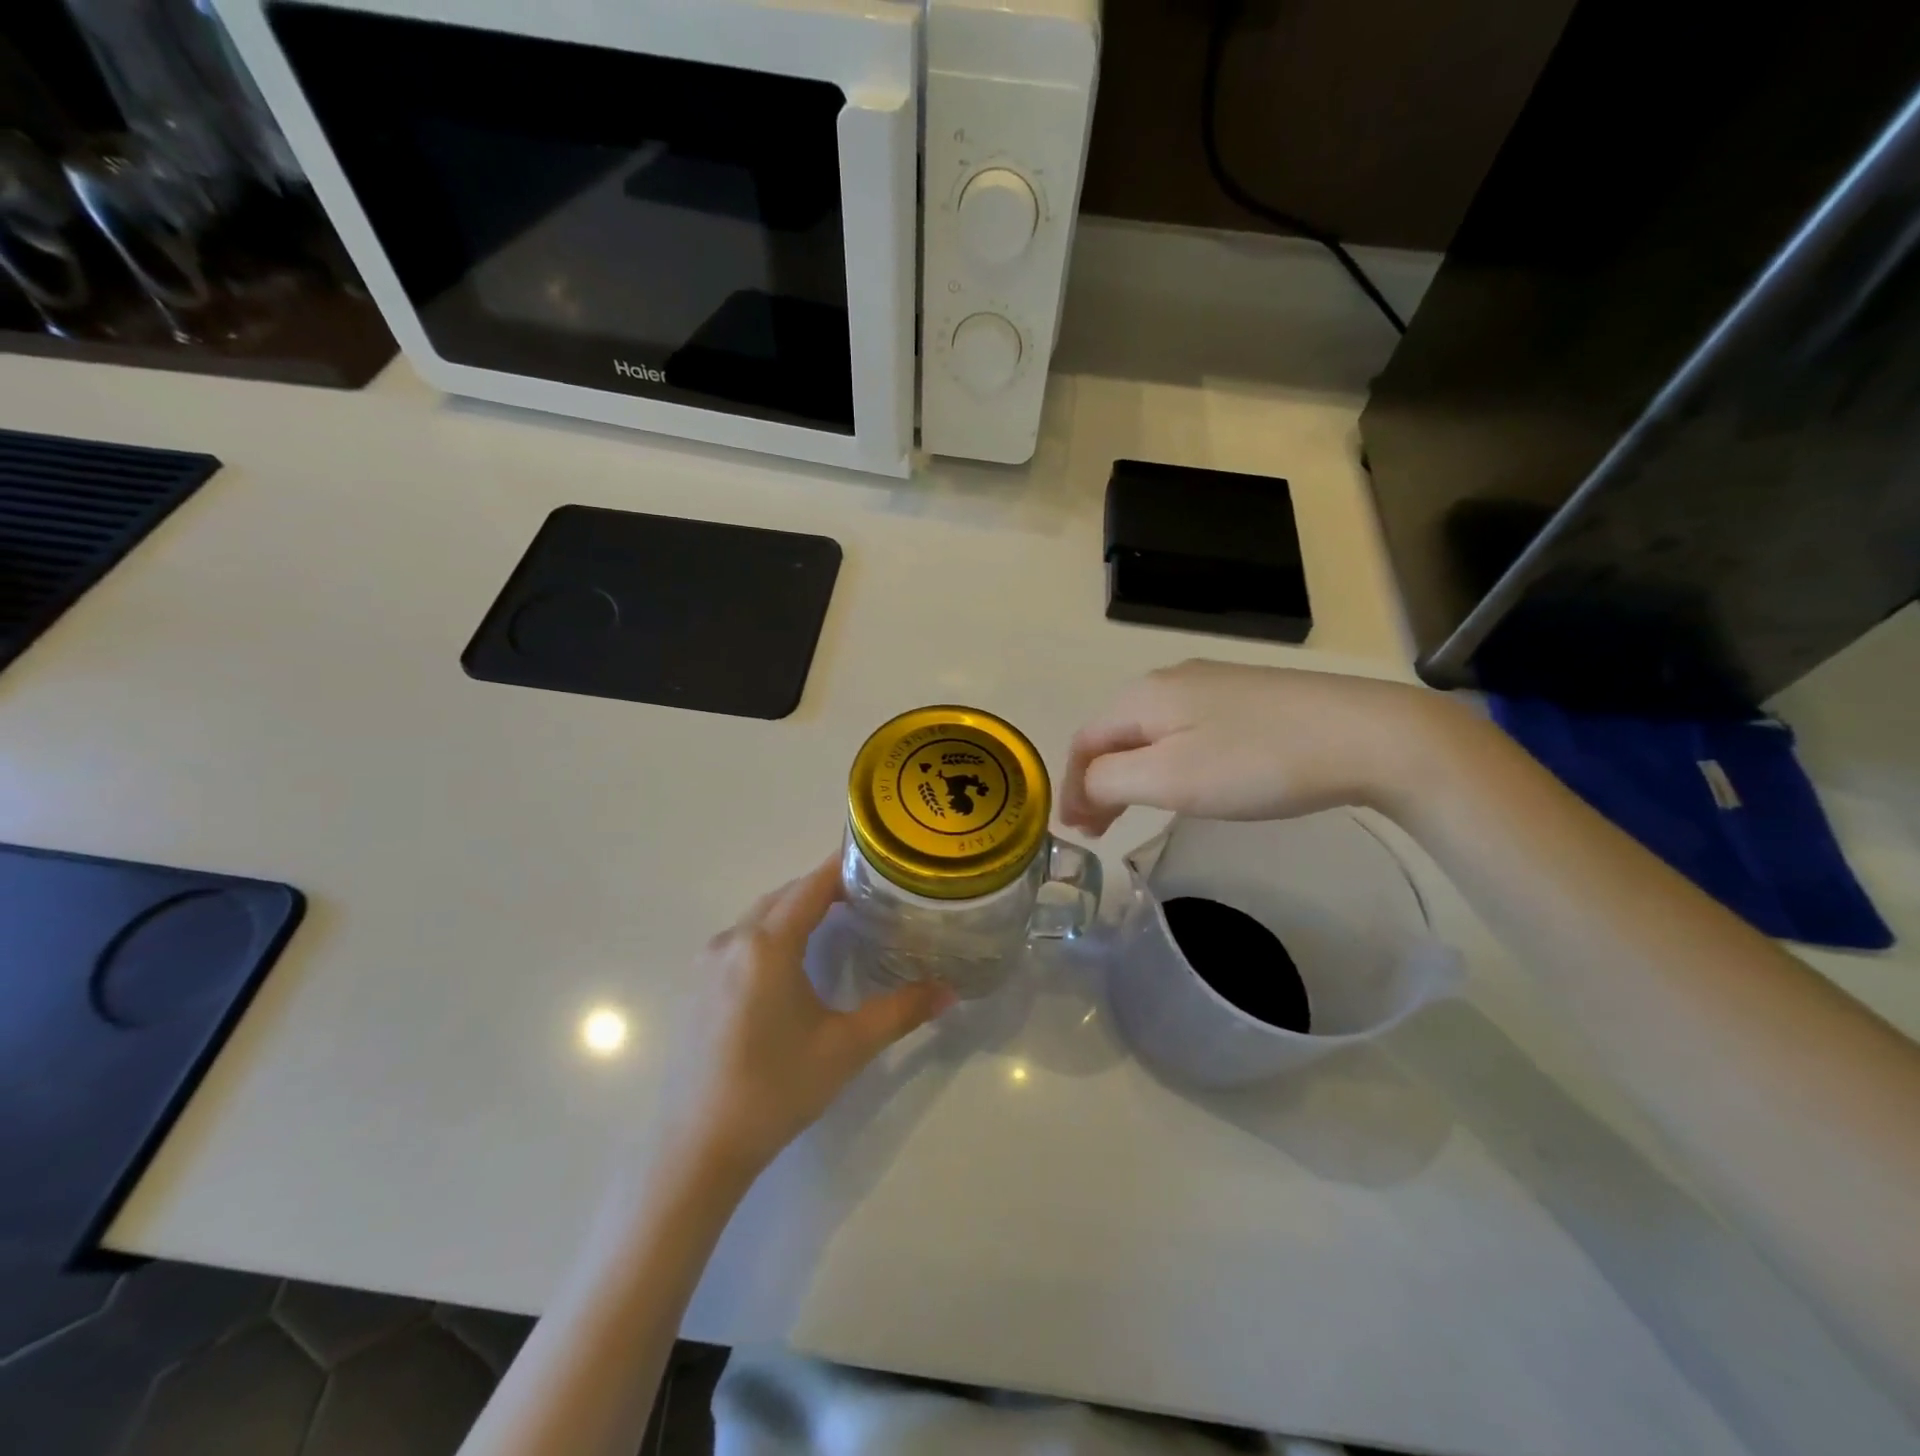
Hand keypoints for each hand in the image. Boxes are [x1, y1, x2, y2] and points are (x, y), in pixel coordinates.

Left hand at [677, 855, 953, 1175]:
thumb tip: (949, 991)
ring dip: (798, 908)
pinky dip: (774, 931)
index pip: (812, 885)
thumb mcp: (846, 1047)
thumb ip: (901, 1011)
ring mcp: (708, 963)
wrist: (696, 1148)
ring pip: (761, 915)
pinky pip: (743, 938)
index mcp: (768, 944)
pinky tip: (795, 960)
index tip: (880, 859)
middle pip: (786, 894)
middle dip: (826, 887)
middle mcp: (733, 940)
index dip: (846, 866)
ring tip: (840, 919)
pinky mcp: (698, 986)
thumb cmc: (776, 1089)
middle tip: (871, 893)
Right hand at [1060, 661, 1448, 835]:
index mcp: (1142, 695)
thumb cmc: (1256, 762)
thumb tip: (1086, 786)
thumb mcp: (1170, 778)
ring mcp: (1211, 684)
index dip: (1072, 788)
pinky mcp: (1246, 696)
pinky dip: (1166, 761)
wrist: (1368, 734)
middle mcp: (1169, 679)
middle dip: (1098, 782)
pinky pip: (1184, 729)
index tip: (1078, 833)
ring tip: (1135, 812)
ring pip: (1150, 732)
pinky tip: (1186, 782)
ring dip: (1131, 773)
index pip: (1084, 741)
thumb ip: (1109, 780)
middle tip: (1100, 830)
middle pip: (1114, 734)